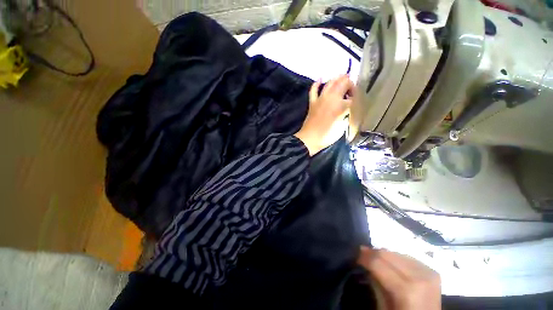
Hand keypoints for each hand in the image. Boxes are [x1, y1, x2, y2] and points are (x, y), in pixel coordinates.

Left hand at [294, 75, 353, 155]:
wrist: (310, 139)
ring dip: (337, 79)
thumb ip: (347, 115)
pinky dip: (317, 83)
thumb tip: (348, 109)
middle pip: (343, 83)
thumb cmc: (327, 136)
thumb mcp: (342, 127)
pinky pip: (313, 89)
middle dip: (350, 83)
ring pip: (330, 82)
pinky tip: (320, 79)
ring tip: (343, 79)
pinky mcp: (312, 102)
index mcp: (341, 105)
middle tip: (352, 89)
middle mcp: (332, 98)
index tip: (359, 101)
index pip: (354, 96)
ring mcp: (321, 99)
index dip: (358, 97)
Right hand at [357, 247, 440, 309]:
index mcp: (406, 290)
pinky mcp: (432, 270)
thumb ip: (375, 283)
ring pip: (397, 253)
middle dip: (373, 253)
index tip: (355, 256)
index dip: (364, 257)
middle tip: (362, 255)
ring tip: (376, 259)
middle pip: (388, 254)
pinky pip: (407, 257)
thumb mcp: (383, 307)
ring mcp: (428, 272)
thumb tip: (364, 261)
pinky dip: (396, 258)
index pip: (378, 263)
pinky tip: (392, 264)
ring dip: (384, 255)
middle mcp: (419, 277)